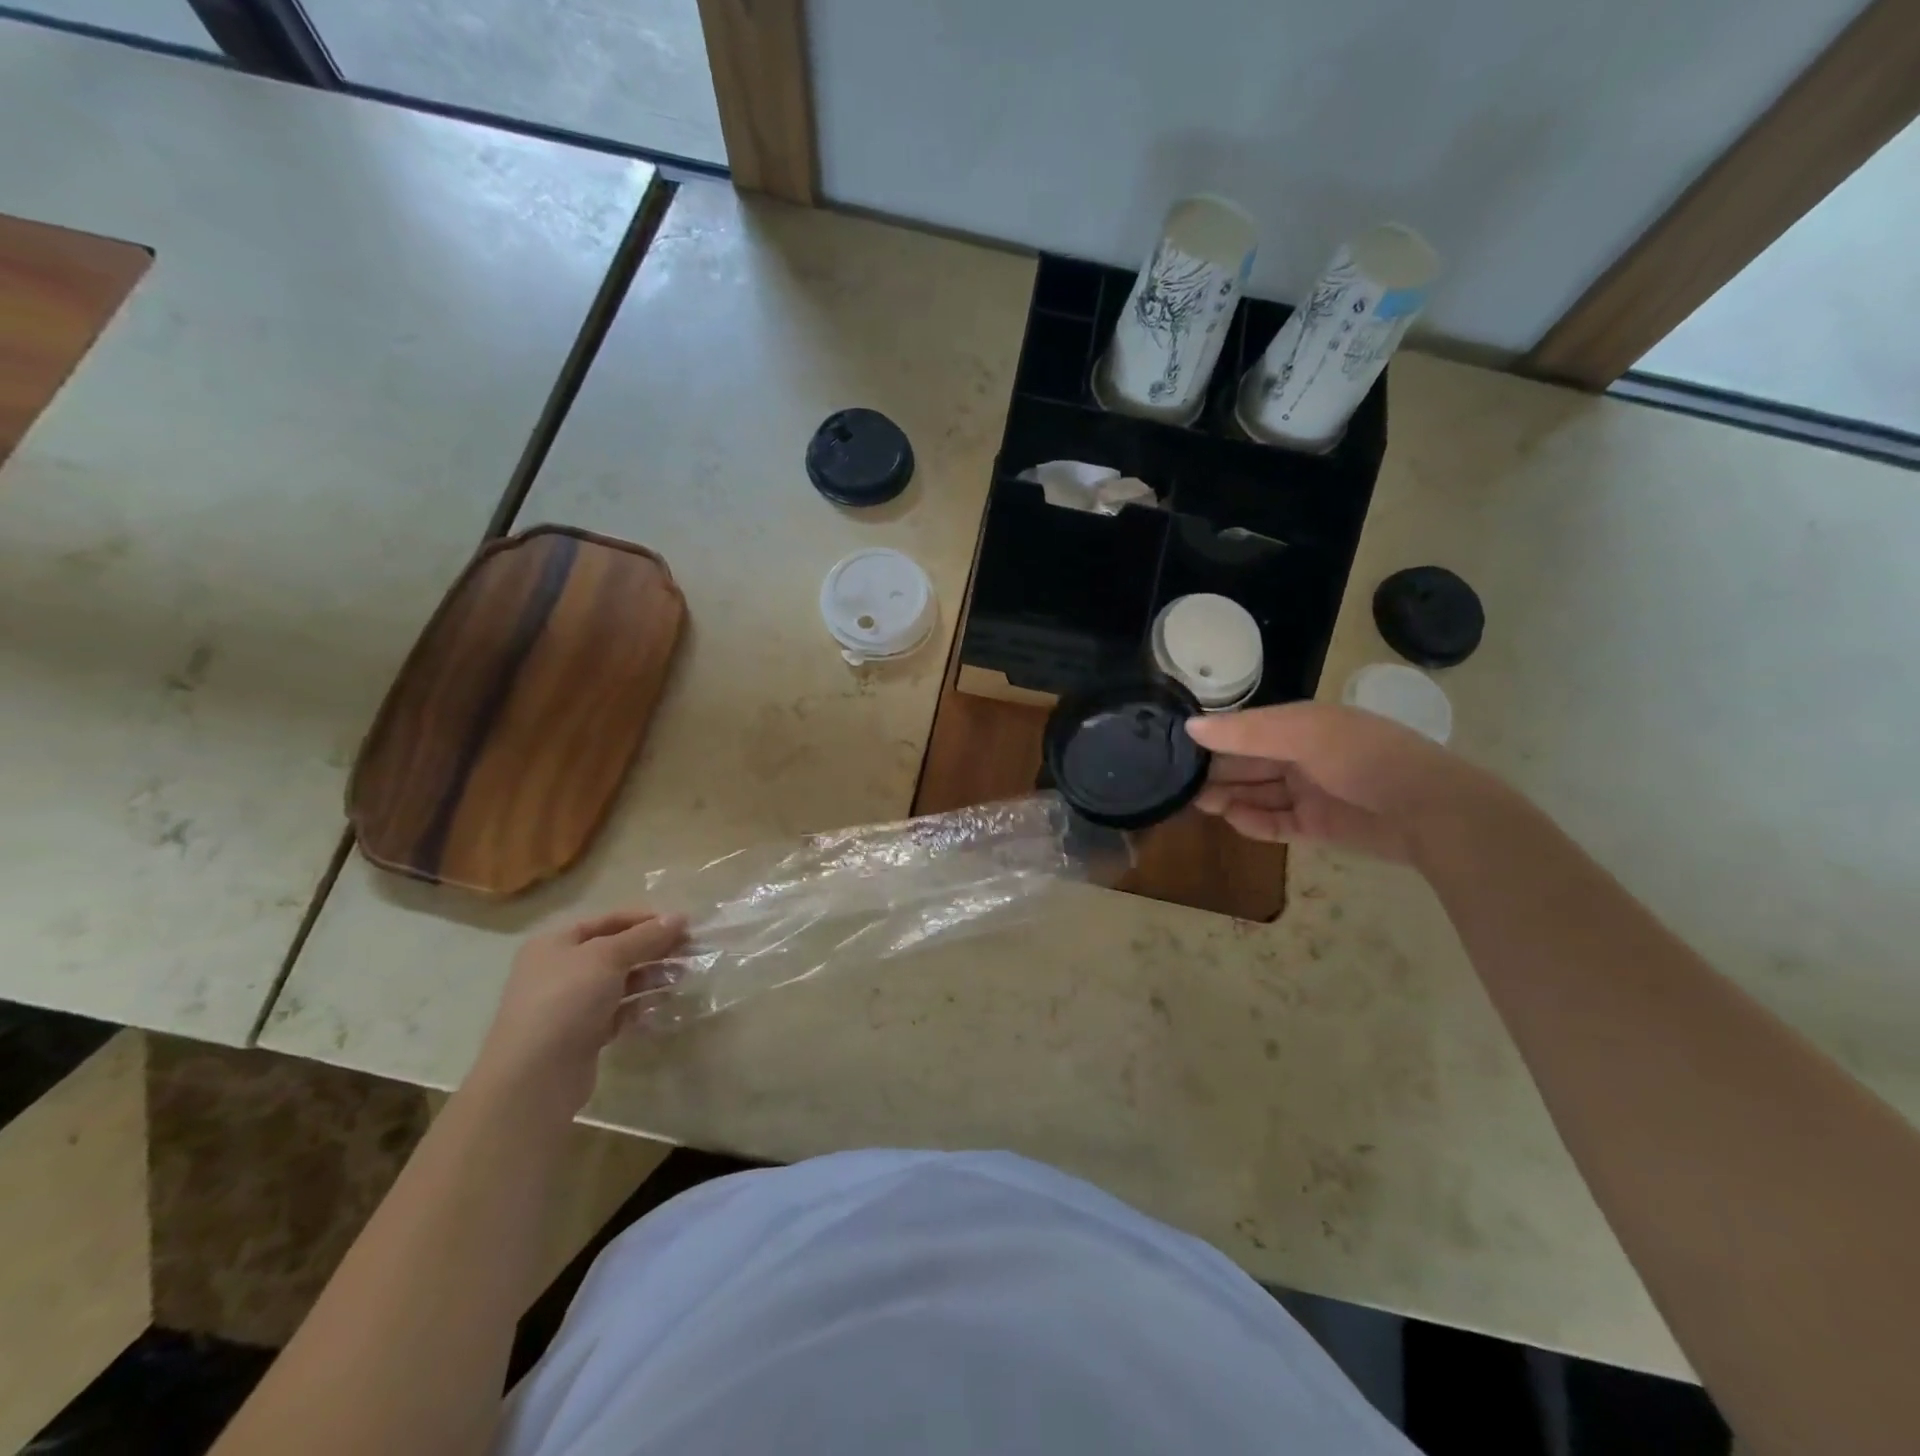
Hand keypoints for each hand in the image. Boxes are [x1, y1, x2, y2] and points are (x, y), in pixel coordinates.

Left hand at [467, 910, 686, 1116]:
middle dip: (654, 948)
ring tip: (683, 975)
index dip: (646, 919)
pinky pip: (619, 1011)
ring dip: (652, 975)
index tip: (684, 924)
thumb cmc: (566, 1001)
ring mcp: (571, 1004)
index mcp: (556, 943)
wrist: (534, 1077)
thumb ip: (645, 936)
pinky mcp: (583, 1034)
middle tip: (691, 949)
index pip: (609, 920)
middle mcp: (561, 970)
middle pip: (617, 950)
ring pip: (620, 981)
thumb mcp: (607, 957)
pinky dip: (641, 1005)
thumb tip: (679, 917)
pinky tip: (665, 1003)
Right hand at [1185, 702, 1499, 865]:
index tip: (1179, 748)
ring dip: (1229, 797)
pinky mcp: (1317, 826)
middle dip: (1216, 771)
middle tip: (1179, 783)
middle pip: (1249, 763)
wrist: (1430, 813)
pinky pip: (1276, 823)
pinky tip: (1232, 820)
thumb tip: (1190, 726)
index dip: (1215, 738)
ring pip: (1258, 793)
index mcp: (1303, 725)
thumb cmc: (1364, 758)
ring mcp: (1311, 792)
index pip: (1247, 729)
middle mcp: (1304, 756)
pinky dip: (1254, 822)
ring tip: (1198, 803)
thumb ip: (1246, 733)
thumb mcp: (1304, 734)